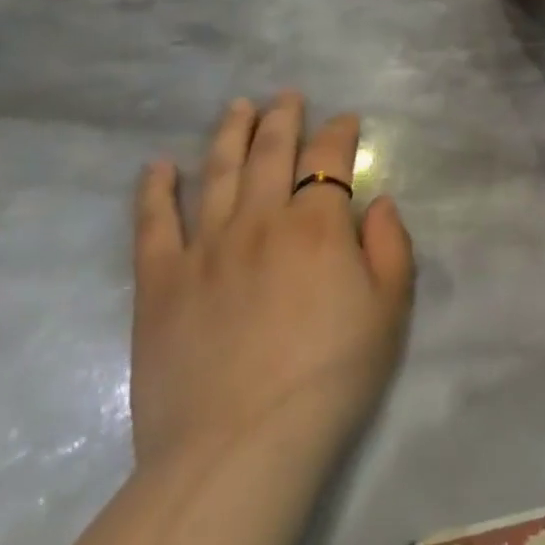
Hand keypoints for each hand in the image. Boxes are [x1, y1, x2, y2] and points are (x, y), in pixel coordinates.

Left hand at [129, 93, 413, 469]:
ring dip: (229, 133)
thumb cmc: (331, 377)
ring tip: (237, 107)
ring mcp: (204, 247)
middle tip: (286, 96)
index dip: (340, 132)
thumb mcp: (390, 311)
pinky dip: (155, 189)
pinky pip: (153, 222)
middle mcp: (260, 220)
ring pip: (216, 172)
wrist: (240, 448)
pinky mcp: (160, 282)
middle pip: (271, 152)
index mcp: (318, 225)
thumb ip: (391, 247)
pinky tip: (158, 166)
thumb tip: (378, 203)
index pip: (330, 158)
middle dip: (283, 118)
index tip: (346, 120)